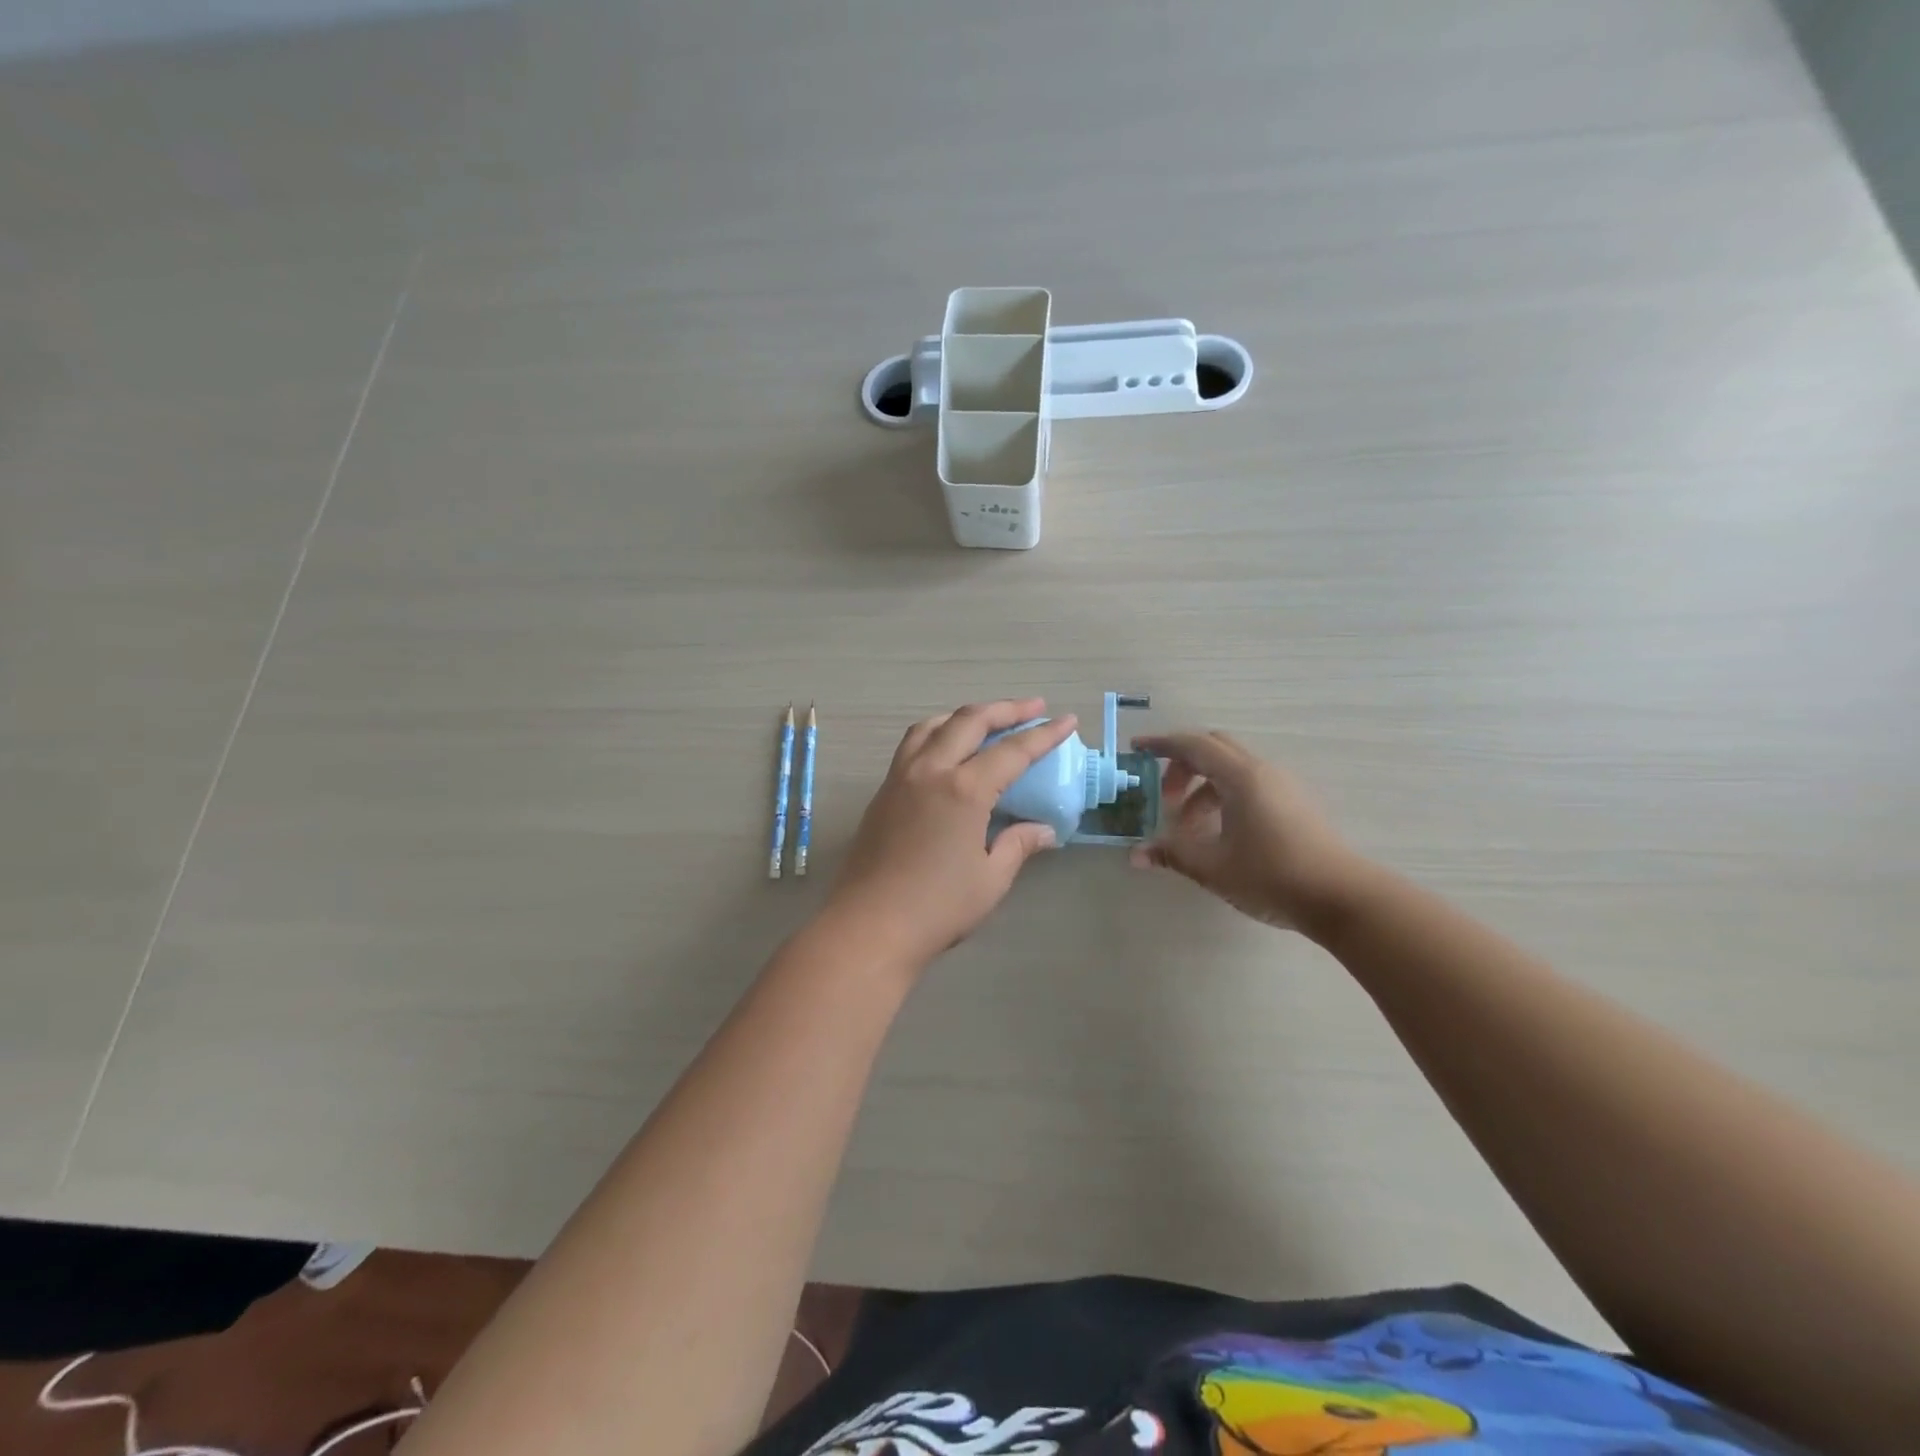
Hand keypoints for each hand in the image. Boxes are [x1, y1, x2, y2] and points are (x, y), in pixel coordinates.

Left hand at [824, 700, 1078, 967]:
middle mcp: (930, 770)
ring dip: (965, 716)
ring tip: (987, 721)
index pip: (1012, 751)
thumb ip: (1017, 845)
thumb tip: (1043, 831)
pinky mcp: (883, 791)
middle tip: (1034, 708)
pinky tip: (946, 748)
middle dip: (1005, 709)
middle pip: (970, 721)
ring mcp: (901, 777)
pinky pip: (912, 744)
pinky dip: (937, 732)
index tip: (1067, 720)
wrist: (869, 925)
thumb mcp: (990, 879)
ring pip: (934, 725)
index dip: (1043, 735)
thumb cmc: (937, 907)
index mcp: (963, 790)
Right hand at [1130, 730, 1365, 935]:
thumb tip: (1136, 855)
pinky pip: (1250, 785)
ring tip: (1190, 829)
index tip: (1137, 749)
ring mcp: (1283, 786)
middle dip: (1182, 766)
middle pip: (1214, 749)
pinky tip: (1220, 834)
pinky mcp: (1295, 804)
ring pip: (1232, 770)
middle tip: (1165, 798)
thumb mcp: (1213, 867)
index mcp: (1241, 777)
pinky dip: (1225, 797)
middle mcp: (1263, 771)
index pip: (1193, 745)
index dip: (1162, 744)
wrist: (1342, 898)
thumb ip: (1172, 854)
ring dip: (1203, 788)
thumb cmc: (1272, 876)